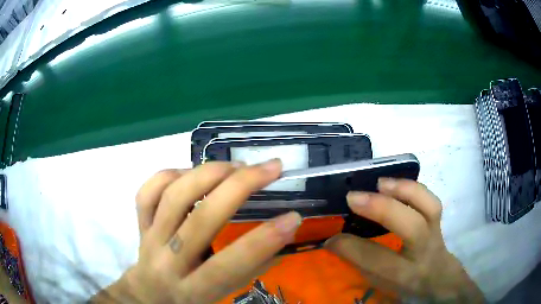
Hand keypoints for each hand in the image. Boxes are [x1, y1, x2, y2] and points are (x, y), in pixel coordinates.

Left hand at [91, 160, 301, 302]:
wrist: (148, 294)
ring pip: (174, 197)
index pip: (229, 265)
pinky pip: (148, 192)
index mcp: (193, 289)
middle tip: (271, 168)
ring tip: (237, 166)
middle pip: (201, 219)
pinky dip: (170, 175)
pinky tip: (192, 173)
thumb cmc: (190, 298)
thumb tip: (284, 235)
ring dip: (209, 173)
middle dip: (241, 187)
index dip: (264, 240)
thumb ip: (251, 269)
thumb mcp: (222, 294)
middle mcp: (168, 262)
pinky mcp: (139, 224)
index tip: (293, 216)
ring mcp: (149, 239)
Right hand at [325, 178, 484, 302]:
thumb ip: (361, 264)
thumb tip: (334, 241)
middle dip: (381, 209)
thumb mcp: (383, 283)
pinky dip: (413, 188)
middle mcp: (425, 252)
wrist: (441, 278)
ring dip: (403, 190)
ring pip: (429, 206)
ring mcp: (436, 232)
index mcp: (407, 275)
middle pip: (412, 227)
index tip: (330, 238)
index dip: (351, 247)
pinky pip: (431, 199)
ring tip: (379, 183)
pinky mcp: (439, 220)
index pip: (378, 260)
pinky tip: (395, 184)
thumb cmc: (408, 284)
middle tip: (352, 198)